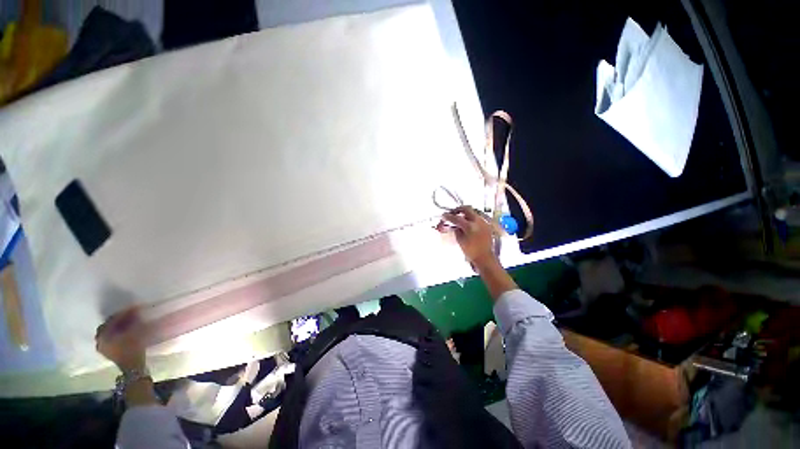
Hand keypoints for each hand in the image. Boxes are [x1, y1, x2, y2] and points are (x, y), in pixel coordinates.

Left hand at [95, 307, 146, 371]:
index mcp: (103, 335)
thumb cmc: (133, 349)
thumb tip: (135, 311)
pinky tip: (123, 331)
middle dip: (118, 319)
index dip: (124, 313)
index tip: (134, 308)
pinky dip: (115, 332)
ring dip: (116, 325)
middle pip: (107, 325)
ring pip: (107, 331)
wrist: (133, 368)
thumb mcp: (135, 333)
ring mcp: (101, 347)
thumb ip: (133, 321)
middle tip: (129, 314)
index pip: (112, 320)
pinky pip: (108, 337)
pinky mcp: (106, 351)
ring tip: (127, 322)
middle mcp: (99, 340)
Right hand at [438, 206, 497, 268]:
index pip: (456, 218)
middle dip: (458, 210)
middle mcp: (478, 222)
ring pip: (473, 212)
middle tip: (452, 213)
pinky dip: (471, 218)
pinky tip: (467, 223)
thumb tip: (454, 224)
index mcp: (470, 226)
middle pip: (467, 209)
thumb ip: (456, 230)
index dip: (448, 216)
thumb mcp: (460, 240)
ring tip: (459, 218)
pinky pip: (478, 217)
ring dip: (465, 213)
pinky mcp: (487, 225)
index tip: (444, 215)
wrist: (484, 258)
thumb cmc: (471, 251)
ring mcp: (484, 222)